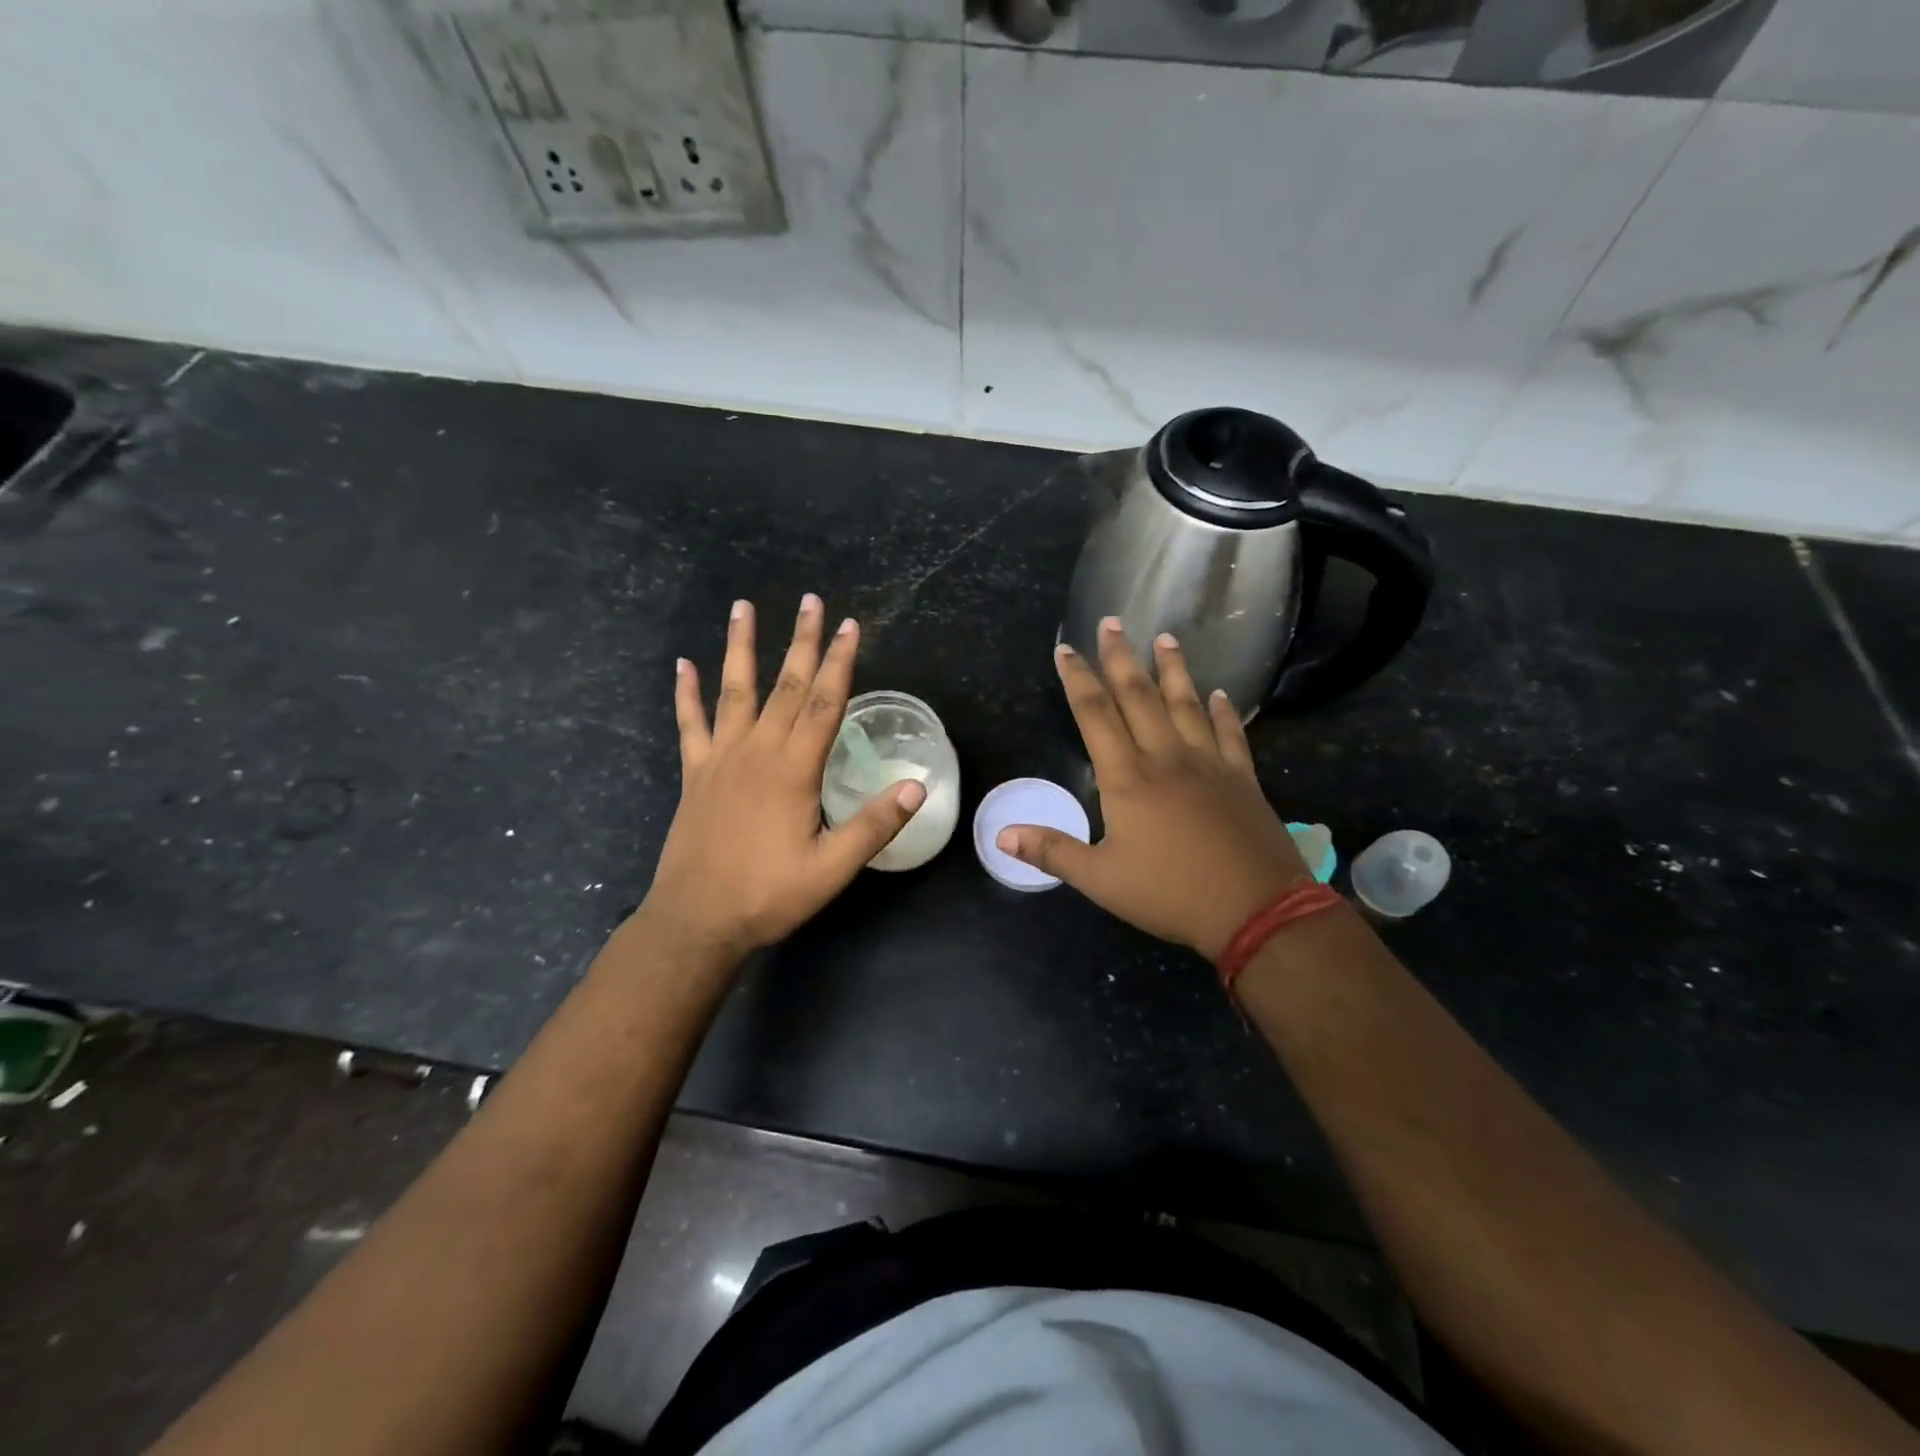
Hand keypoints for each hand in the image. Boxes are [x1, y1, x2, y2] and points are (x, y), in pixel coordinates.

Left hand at [641, 596, 925, 961]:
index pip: (823, 703)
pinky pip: (690, 724)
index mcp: (793, 770)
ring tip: (742, 607)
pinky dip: (686, 693)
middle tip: (811, 601)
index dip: (839, 662)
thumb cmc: (768, 895)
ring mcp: (721, 759)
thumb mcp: (831, 869)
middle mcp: (756, 751)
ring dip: (740, 647)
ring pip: (734, 691)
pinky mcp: (696, 774)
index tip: (850, 626)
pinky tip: (683, 665)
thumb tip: (916, 786)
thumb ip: (873, 825)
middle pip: (785, 685)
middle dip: (801, 642)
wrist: (696, 921)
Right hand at [999, 618, 1308, 960]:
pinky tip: (1221, 693)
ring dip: (1173, 670)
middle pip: (1139, 697)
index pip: (1095, 715)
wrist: (1255, 909)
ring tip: (1165, 637)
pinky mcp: (1242, 778)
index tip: (1066, 649)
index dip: (1078, 680)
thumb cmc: (1170, 894)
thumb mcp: (1100, 879)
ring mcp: (1209, 764)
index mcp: (1127, 778)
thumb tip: (1001, 835)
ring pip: (1186, 704)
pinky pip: (1231, 734)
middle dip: (1121, 658)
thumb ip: (1052, 852)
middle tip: (1112, 621)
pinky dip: (1224, 711)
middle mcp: (1166, 758)